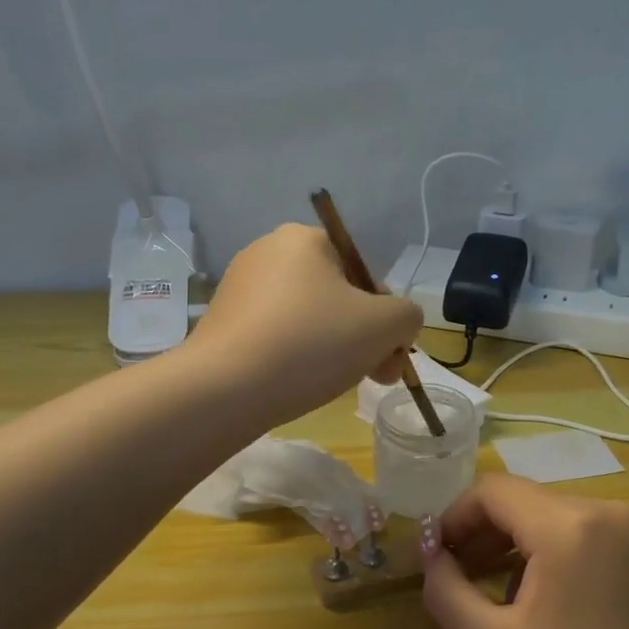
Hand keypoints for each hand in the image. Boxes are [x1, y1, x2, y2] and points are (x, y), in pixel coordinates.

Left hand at [185, 224, 423, 423]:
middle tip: (375, 375)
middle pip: (336, 296)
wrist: (226, 389)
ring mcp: (239, 288)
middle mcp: (267, 252)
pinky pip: (276, 335)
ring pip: (308, 318)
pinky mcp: (222, 323)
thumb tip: (398, 324)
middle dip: (363, 336)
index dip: (385, 315)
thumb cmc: (312, 344)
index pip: (363, 272)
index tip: (391, 354)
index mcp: (303, 239)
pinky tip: (299, 384)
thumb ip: (407, 316)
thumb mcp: (384, 325)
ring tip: (337, 383)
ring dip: (333, 348)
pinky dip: (295, 357)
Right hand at [422, 475, 628, 628]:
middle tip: (465, 574)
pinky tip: (564, 601)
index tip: (440, 554)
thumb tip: (433, 556)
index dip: (456, 516)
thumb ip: (446, 592)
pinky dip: (566, 551)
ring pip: (561, 516)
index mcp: (567, 526)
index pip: (493, 491)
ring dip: (525, 543)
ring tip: (510, 594)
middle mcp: (608, 510)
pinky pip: (596, 532)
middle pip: (527, 501)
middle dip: (487, 532)